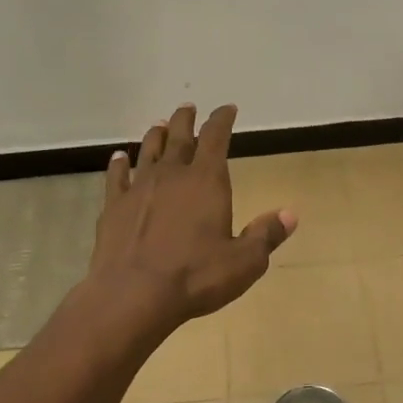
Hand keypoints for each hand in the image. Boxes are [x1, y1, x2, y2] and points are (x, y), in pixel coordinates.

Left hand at [88, 103, 295, 329]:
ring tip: (159, 125)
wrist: (133, 294)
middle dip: (186, 120)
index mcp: (206, 181)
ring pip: (148, 151)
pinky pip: (116, 176)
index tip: (227, 109)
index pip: (216, 138)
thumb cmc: (195, 277)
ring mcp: (138, 188)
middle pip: (179, 137)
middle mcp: (172, 175)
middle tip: (188, 107)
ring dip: (156, 135)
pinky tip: (118, 158)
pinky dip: (119, 164)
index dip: (222, 120)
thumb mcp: (244, 262)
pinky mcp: (113, 206)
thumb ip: (266, 235)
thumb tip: (290, 214)